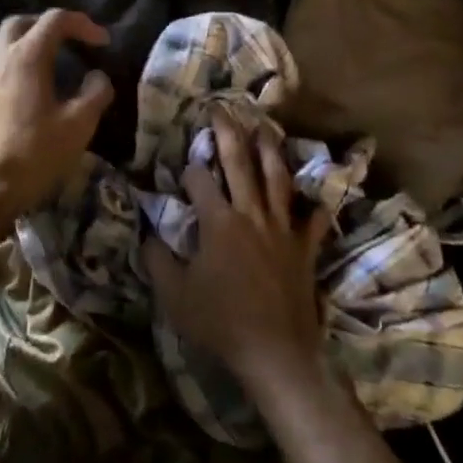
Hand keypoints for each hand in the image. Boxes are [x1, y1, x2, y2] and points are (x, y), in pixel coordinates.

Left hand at [0, 11, 113, 249]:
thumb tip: (98, 77)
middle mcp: (1, 57)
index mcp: (27, 56)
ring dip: (24, 38)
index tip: (103, 41)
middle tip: (72, 40)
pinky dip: (11, 58)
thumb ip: (95, 94)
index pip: (55, 20)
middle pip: (22, 22)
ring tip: (46, 55)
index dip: (83, 24)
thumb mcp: (78, 125)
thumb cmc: (35, 153)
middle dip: (49, 24)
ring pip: (0, 39)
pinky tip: (26, 81)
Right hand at [143, 109, 330, 394]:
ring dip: (270, 150)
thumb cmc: (220, 323)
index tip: (184, 164)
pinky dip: (313, 204)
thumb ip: (157, 259)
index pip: (200, 180)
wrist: (275, 353)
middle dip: (228, 134)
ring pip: (277, 179)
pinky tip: (316, 192)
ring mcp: (282, 229)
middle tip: (222, 109)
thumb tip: (147, 233)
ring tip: (265, 127)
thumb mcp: (174, 295)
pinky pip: (312, 220)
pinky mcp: (304, 248)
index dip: (190, 169)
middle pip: (239, 164)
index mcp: (218, 222)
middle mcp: (251, 214)